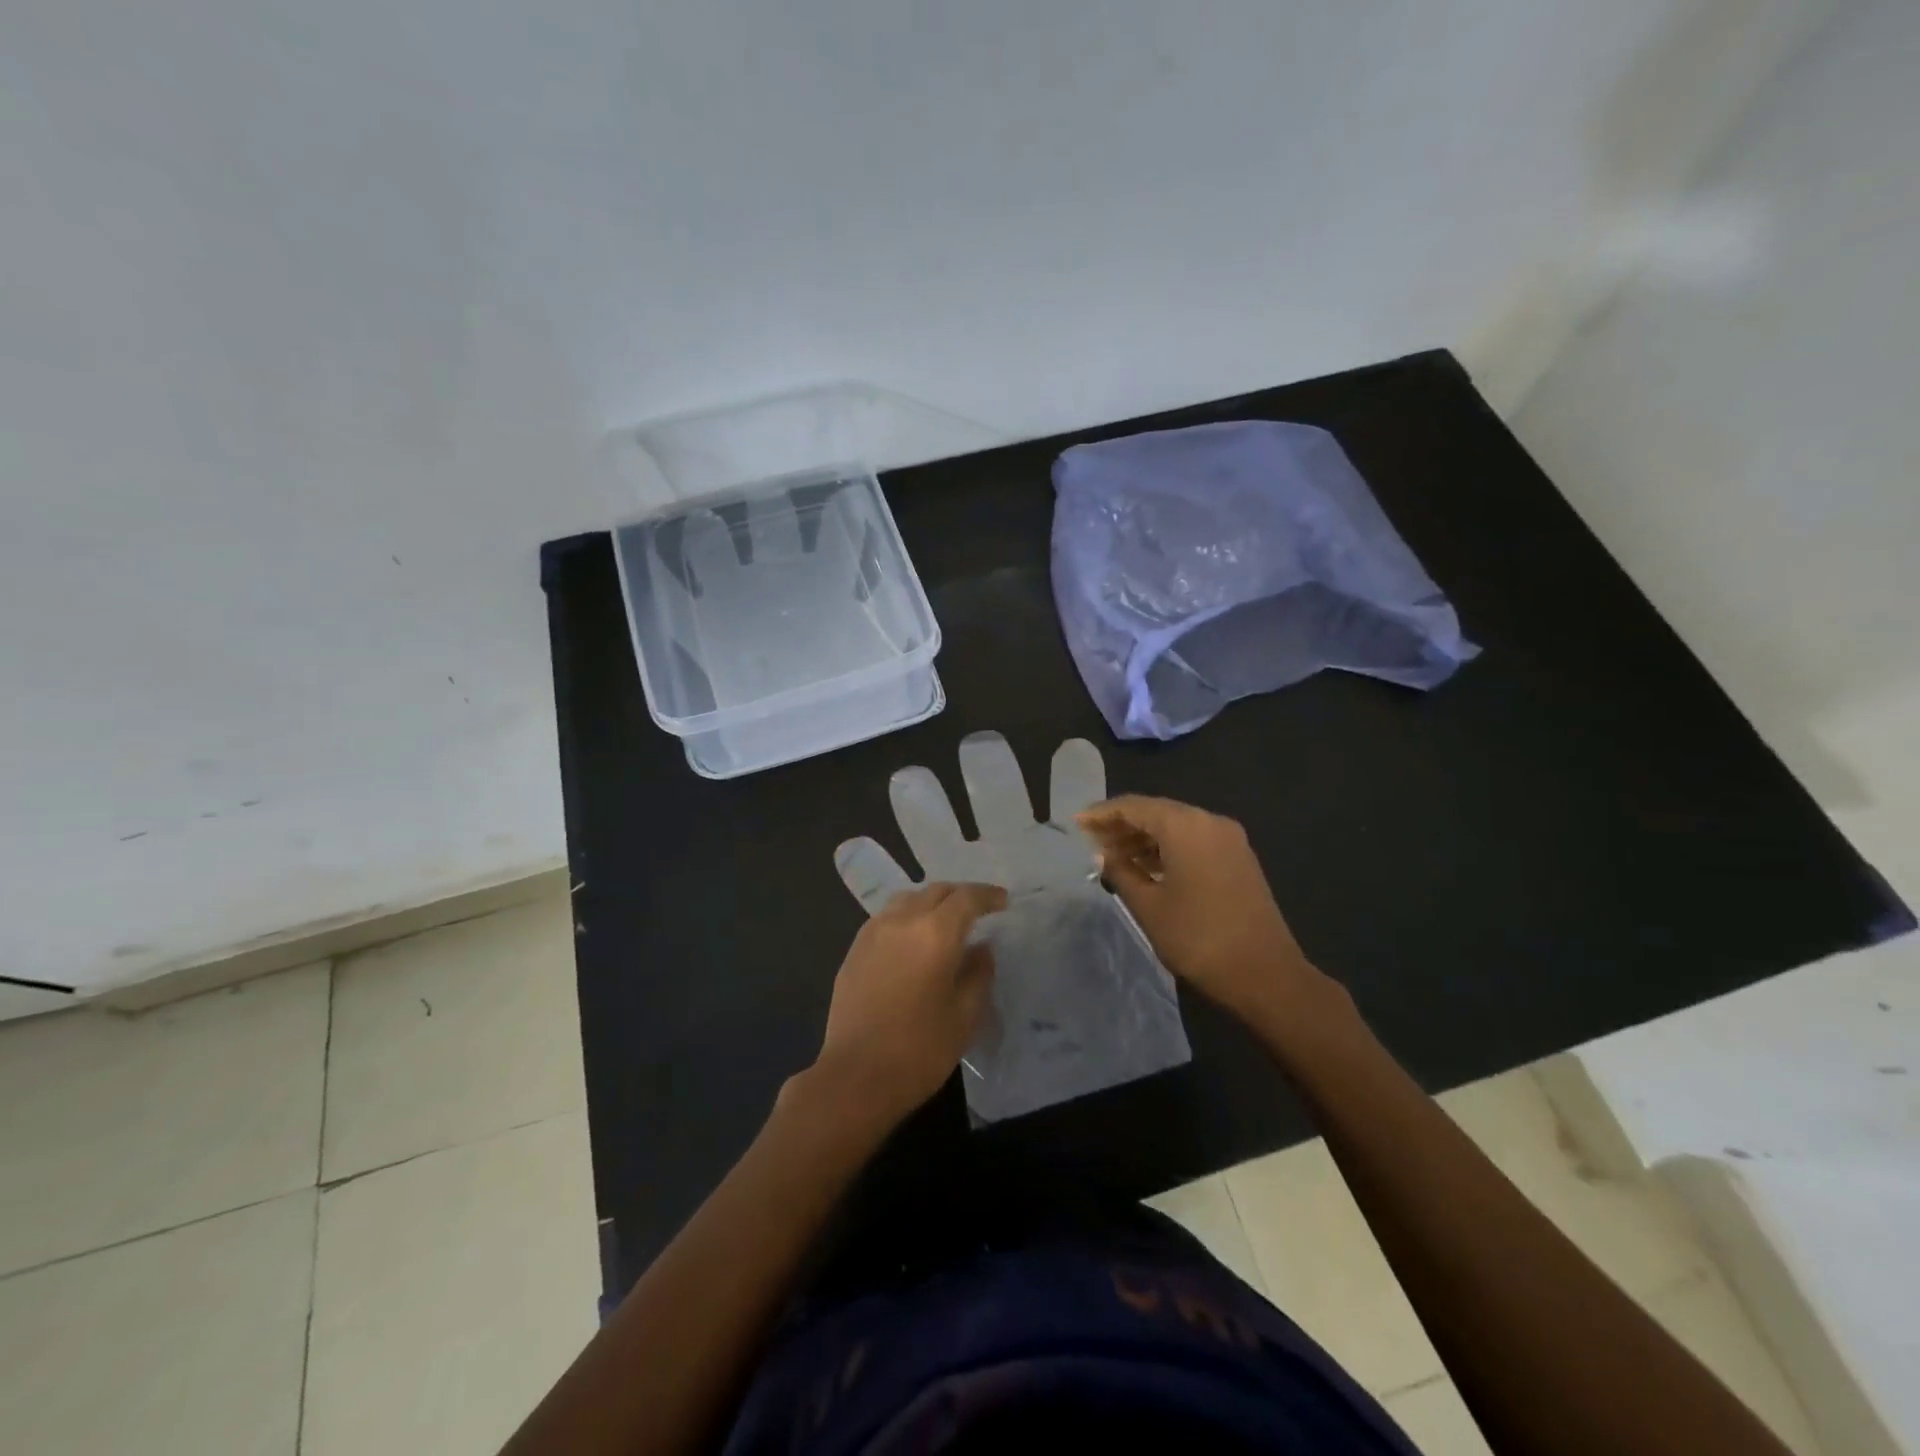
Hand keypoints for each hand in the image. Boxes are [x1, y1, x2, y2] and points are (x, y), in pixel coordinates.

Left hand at [810, 882, 1006, 1127]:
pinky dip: (907, 917)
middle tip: (978, 910)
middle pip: (936, 891)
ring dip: (931, 903)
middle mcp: (902, 921)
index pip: (966, 898)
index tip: (1003, 901)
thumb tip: (981, 948)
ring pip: (908, 899)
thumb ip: (978, 974)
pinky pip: (887, 918)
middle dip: (960, 895)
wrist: (856, 1077)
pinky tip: (913, 940)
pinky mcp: (854, 949)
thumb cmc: (920, 1049)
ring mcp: (873, 932)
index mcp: (935, 933)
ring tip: (945, 921)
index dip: (988, 895)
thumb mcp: (965, 1015)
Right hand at [1078, 796, 1329, 1027]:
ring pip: (1176, 826)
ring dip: (1145, 838)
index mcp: (1185, 826)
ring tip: (1114, 856)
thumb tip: (1104, 854)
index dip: (1102, 814)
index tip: (1077, 824)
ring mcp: (1229, 839)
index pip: (1134, 806)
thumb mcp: (1148, 906)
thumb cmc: (1198, 938)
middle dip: (1123, 824)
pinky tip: (1147, 866)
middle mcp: (1209, 822)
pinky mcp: (1238, 858)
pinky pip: (1194, 840)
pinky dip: (1167, 848)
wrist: (1265, 974)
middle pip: (1157, 811)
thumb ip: (1121, 872)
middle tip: (1092, 842)